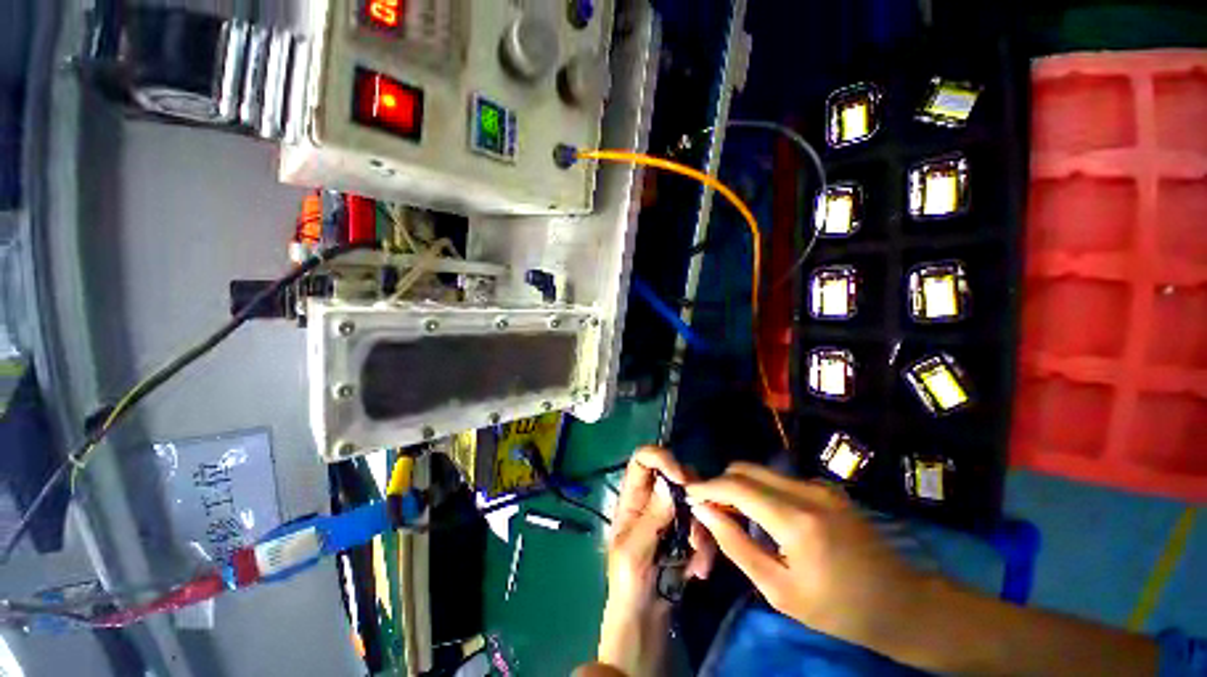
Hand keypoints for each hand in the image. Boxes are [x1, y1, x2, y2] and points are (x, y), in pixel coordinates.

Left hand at [596, 447, 715, 675]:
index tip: (681, 477)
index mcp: (632, 497)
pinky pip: (704, 526)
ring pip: (693, 500)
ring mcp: (670, 515)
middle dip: (691, 497)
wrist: (645, 623)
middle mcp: (652, 499)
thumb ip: (651, 517)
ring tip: (698, 559)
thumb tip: (665, 482)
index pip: (642, 459)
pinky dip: (706, 547)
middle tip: (698, 522)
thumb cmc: (629, 586)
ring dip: (701, 529)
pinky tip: (699, 571)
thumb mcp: (634, 553)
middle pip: (674, 475)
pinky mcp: (687, 534)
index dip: (661, 458)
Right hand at [686, 463, 928, 652]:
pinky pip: (779, 480)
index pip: (736, 486)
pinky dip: (760, 490)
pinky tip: (762, 516)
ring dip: (739, 486)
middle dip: (721, 484)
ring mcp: (820, 485)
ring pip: (761, 472)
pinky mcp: (827, 487)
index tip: (688, 495)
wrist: (903, 603)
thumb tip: (703, 511)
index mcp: (796, 520)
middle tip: (709, 509)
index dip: (707, 487)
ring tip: (732, 514)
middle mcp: (807, 491)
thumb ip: (736, 545)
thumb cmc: (838, 609)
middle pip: (745, 469)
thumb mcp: (779, 590)